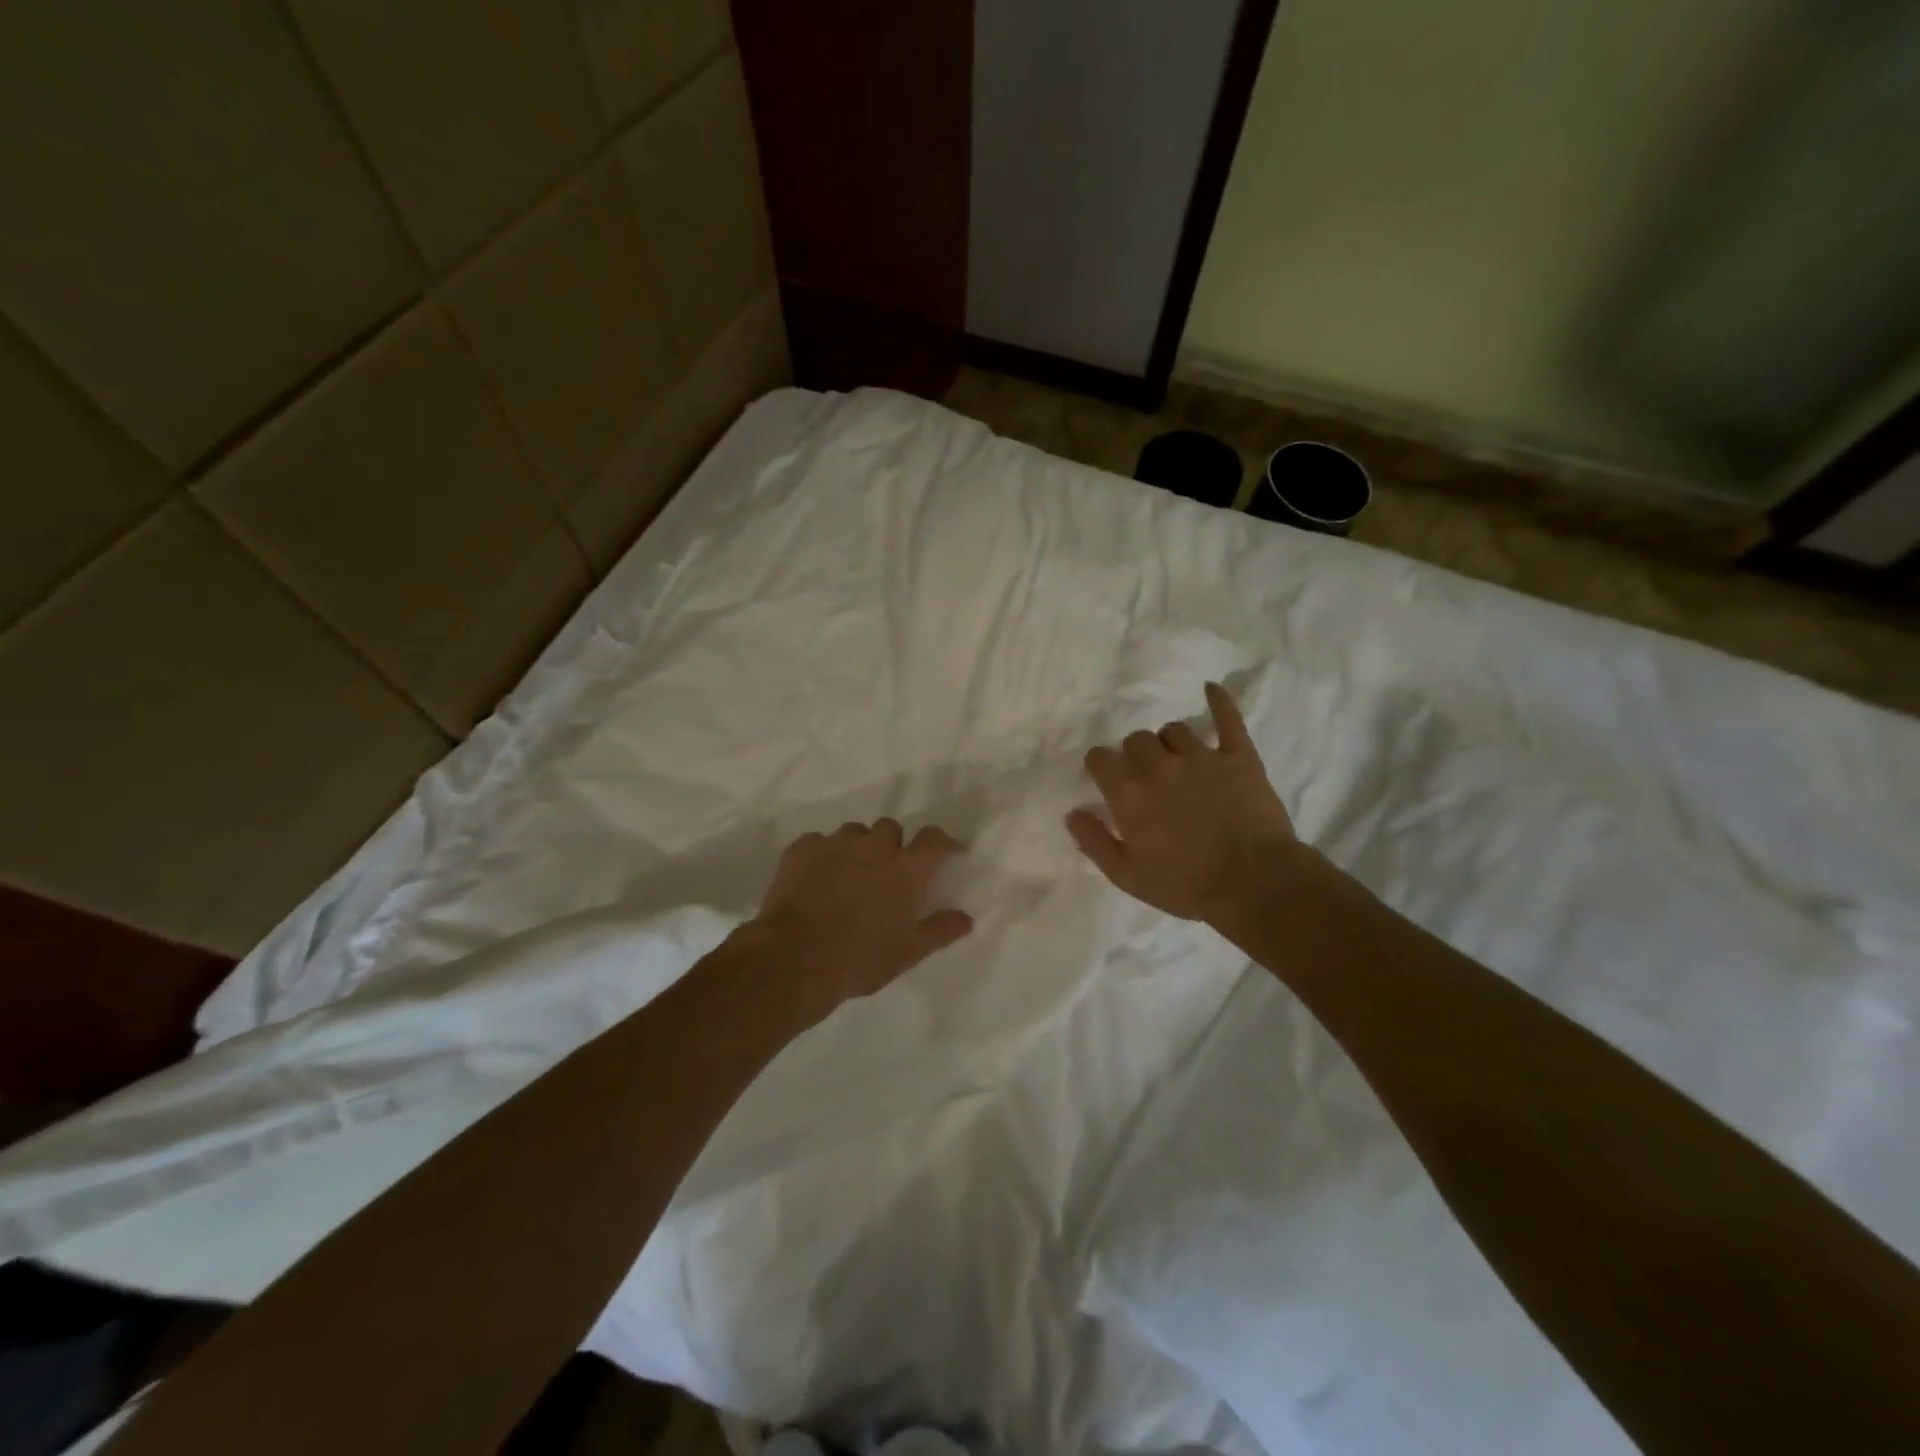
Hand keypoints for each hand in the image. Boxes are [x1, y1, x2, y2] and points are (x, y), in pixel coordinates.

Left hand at [749, 820, 974, 1010]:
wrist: (793, 959)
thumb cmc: (859, 959)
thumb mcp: (907, 953)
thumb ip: (940, 930)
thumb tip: (966, 919)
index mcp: (906, 869)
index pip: (934, 838)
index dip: (941, 844)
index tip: (942, 857)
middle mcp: (874, 846)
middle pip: (891, 829)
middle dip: (892, 846)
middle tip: (886, 876)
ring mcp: (835, 843)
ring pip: (854, 832)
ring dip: (858, 848)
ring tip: (849, 877)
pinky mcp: (801, 848)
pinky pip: (819, 842)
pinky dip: (823, 855)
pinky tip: (816, 880)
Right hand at [1067, 682, 1302, 924]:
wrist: (1255, 885)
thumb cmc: (1186, 886)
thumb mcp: (1127, 876)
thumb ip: (1094, 841)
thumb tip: (1072, 812)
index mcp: (1129, 794)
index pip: (1100, 758)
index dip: (1101, 767)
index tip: (1108, 780)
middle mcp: (1160, 767)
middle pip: (1135, 739)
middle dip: (1135, 755)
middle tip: (1147, 779)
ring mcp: (1202, 758)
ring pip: (1174, 729)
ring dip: (1169, 742)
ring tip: (1178, 762)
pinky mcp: (1239, 757)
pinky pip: (1228, 719)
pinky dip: (1219, 701)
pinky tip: (1211, 689)